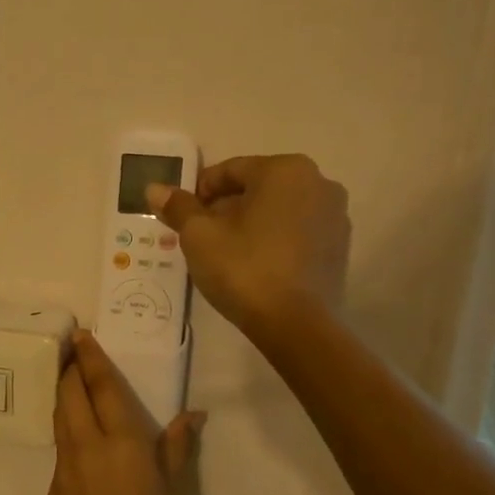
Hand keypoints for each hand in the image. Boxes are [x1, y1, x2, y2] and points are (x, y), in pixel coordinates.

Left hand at [48, 332, 203, 494]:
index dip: (91, 358)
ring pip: (59, 418)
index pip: (101, 387)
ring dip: (63, 395)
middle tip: (73, 351)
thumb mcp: (176, 494)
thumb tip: (193, 414)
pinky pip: (60, 447)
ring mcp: (65, 468)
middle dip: (69, 369)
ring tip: (72, 382)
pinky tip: (79, 435)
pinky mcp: (53, 488)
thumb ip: (178, 448)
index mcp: (121, 443)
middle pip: (69, 394)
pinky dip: (66, 428)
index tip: (81, 335)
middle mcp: (86, 446)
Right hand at [147, 154, 349, 338]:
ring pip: (279, 210)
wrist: (296, 324)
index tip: (183, 216)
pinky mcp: (340, 247)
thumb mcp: (199, 236)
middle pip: (257, 188)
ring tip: (227, 252)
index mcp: (284, 170)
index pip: (230, 170)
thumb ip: (179, 207)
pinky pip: (298, 232)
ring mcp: (335, 215)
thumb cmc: (244, 269)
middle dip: (226, 208)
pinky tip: (256, 265)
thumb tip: (155, 189)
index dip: (200, 192)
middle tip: (201, 236)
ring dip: (251, 223)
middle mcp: (318, 182)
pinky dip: (275, 240)